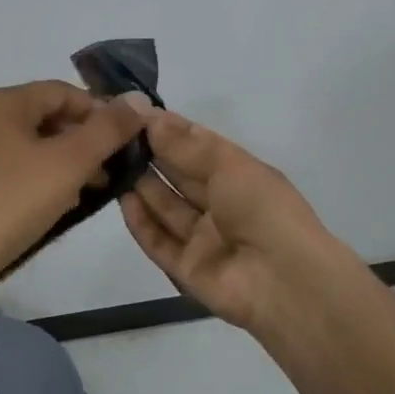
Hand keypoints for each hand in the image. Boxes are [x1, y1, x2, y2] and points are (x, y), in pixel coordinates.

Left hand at [0, 80, 146, 285]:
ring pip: (29, 142)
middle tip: (111, 166)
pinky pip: (11, 164)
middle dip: (83, 139)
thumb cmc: (15, 200)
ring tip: (91, 187)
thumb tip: (138, 99)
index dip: (99, 110)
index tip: (124, 138)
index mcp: (3, 102)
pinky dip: (38, 174)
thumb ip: (108, 129)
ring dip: (63, 159)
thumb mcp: (71, 162)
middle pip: (45, 116)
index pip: (62, 92)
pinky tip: (56, 201)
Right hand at [119, 108, 347, 331]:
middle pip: (180, 176)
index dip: (169, 130)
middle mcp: (221, 205)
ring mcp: (204, 239)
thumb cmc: (263, 209)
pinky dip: (141, 222)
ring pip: (166, 208)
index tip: (134, 112)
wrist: (284, 281)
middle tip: (113, 134)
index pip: (199, 147)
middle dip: (151, 154)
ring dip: (142, 185)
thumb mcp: (228, 165)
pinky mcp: (186, 269)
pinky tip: (122, 199)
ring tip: (109, 161)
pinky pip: (159, 242)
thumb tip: (151, 118)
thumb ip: (185, 144)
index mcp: (239, 176)